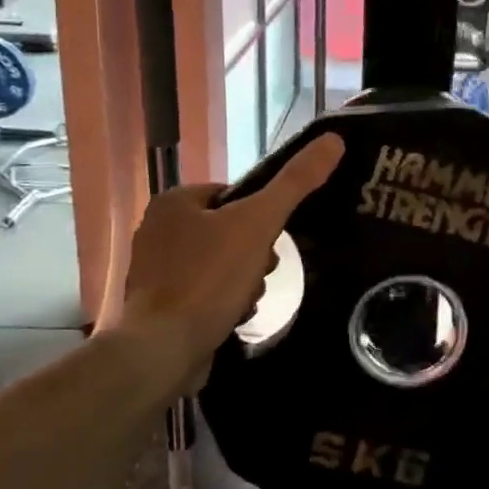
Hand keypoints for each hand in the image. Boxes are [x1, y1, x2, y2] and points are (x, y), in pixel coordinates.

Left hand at [116, 134, 343, 385]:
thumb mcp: (259, 223)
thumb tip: (333, 139)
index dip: (260, 217)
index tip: (271, 241)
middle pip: (229, 231)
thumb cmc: (210, 278)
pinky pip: (205, 292)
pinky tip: (232, 318)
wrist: (164, 349)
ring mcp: (155, 270)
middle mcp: (157, 230)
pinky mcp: (159, 306)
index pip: (233, 195)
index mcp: (173, 202)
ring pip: (221, 264)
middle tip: (259, 275)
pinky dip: (223, 303)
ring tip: (246, 301)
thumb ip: (295, 182)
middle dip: (253, 255)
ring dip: (243, 282)